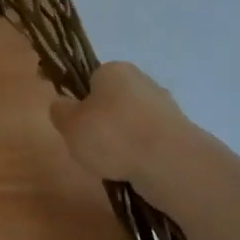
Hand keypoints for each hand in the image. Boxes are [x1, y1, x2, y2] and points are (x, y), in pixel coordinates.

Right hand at [49, 62, 190, 185]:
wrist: (168, 161)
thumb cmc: (112, 135)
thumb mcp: (70, 125)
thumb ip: (60, 112)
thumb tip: (62, 105)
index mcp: (114, 70)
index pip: (91, 80)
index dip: (81, 102)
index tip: (76, 125)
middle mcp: (142, 80)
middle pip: (113, 101)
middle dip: (103, 122)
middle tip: (91, 147)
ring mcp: (164, 106)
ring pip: (132, 122)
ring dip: (122, 140)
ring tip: (113, 164)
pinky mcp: (179, 131)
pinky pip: (149, 141)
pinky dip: (140, 153)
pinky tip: (134, 169)